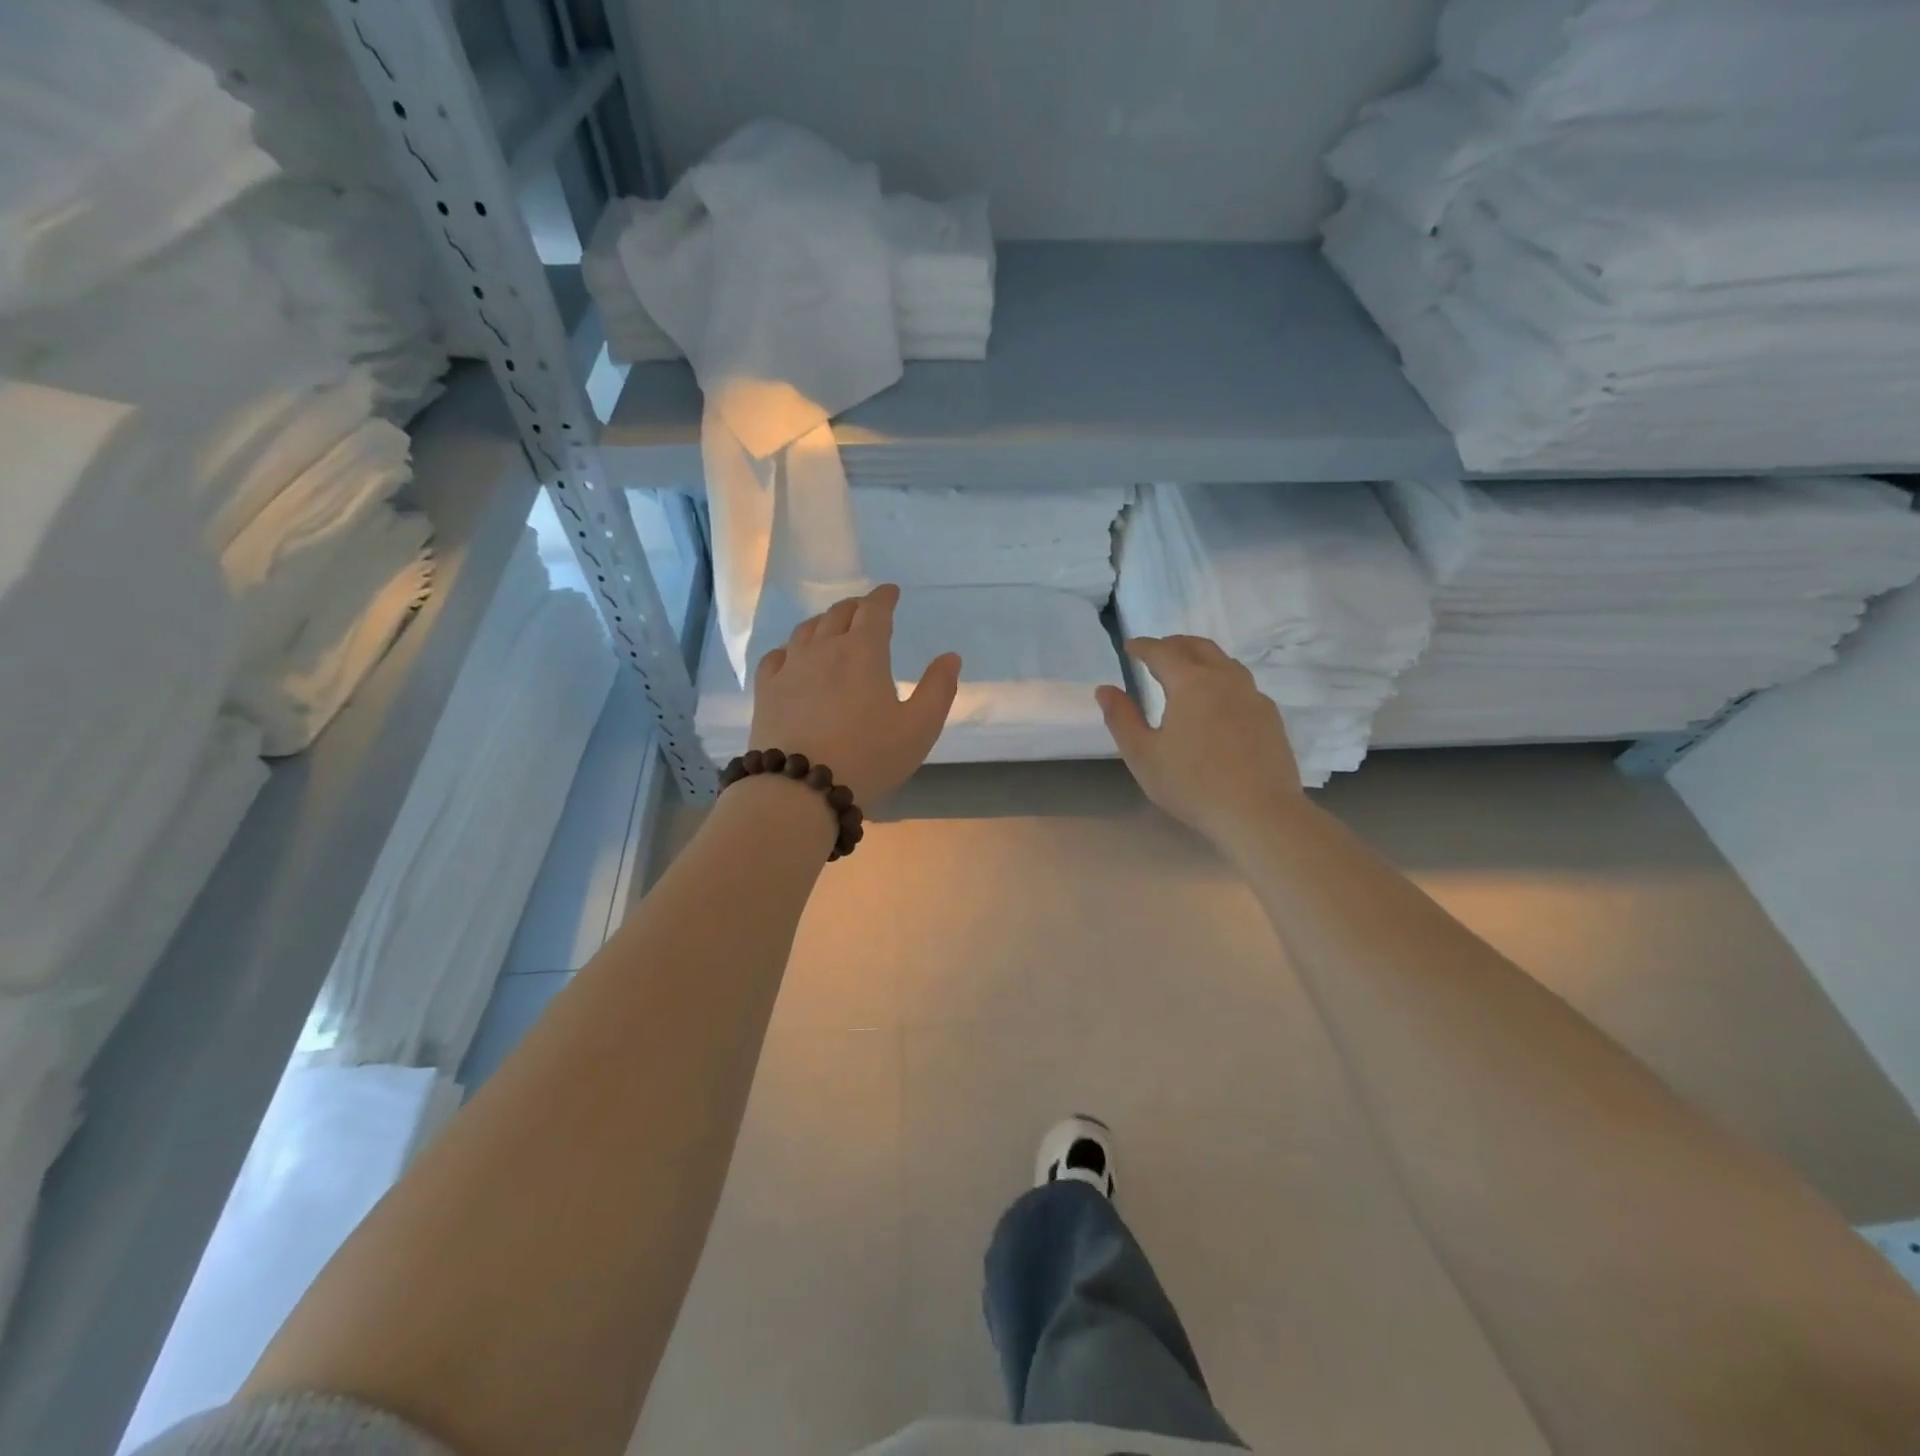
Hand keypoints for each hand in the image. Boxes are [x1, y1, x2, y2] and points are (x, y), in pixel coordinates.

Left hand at [748, 584, 960, 806]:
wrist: (800, 789)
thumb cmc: (869, 758)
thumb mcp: (919, 728)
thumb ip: (938, 689)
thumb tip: (950, 657)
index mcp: (863, 652)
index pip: (875, 610)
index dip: (884, 597)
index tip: (891, 591)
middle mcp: (824, 649)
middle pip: (839, 614)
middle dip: (856, 607)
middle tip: (866, 611)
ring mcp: (790, 668)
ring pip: (806, 630)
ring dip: (824, 622)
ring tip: (832, 627)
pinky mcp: (766, 691)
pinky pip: (777, 656)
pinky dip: (791, 648)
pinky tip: (793, 657)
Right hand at [1096, 635, 1301, 841]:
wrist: (1259, 813)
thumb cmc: (1192, 784)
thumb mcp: (1143, 755)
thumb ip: (1121, 718)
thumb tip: (1105, 689)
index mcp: (1190, 683)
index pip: (1162, 652)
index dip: (1143, 646)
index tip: (1130, 646)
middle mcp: (1224, 679)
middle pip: (1198, 647)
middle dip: (1173, 644)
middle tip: (1156, 652)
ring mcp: (1253, 696)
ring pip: (1224, 662)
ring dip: (1201, 658)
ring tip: (1187, 671)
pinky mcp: (1270, 716)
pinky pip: (1242, 684)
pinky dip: (1222, 679)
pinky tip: (1218, 702)